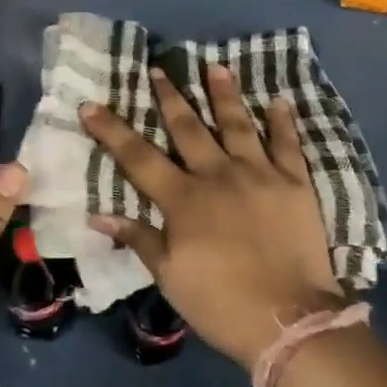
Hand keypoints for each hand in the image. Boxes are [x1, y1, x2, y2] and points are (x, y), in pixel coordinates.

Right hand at [81, 64, 342, 370]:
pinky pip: (288, 144)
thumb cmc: (222, 303)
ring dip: (224, 93)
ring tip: (215, 66)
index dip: (112, 130)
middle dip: (170, 96)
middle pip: (188, 128)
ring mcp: (259, 174)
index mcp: (184, 200)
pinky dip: (283, 121)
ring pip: (238, 124)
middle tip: (158, 68)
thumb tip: (97, 214)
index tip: (91, 104)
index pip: (138, 157)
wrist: (290, 320)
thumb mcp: (171, 277)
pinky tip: (279, 100)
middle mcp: (218, 175)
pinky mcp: (295, 183)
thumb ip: (139, 239)